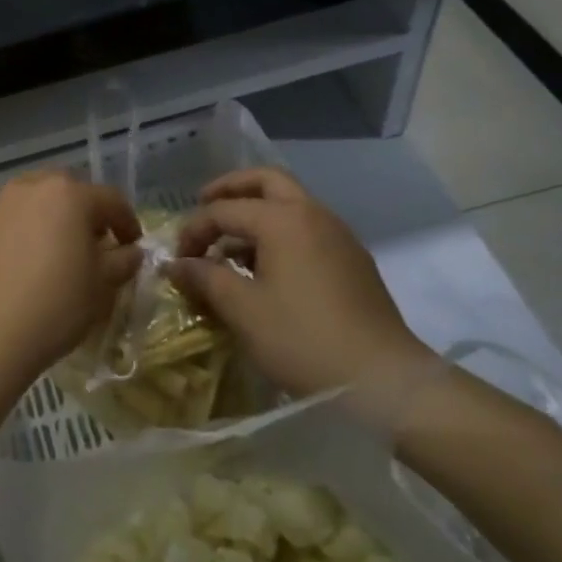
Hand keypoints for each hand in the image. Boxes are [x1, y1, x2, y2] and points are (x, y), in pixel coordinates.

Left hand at [0, 170, 141, 393]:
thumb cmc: (54, 308)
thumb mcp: (102, 288)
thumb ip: (122, 261)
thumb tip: (129, 251)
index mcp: (69, 195)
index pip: (111, 200)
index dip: (127, 222)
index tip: (132, 245)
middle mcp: (29, 186)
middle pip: (66, 192)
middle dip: (82, 213)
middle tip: (90, 244)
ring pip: (29, 200)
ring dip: (45, 217)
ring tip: (49, 249)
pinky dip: (11, 229)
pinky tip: (13, 257)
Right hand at [169, 168, 436, 403]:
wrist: (383, 380)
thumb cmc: (302, 340)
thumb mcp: (242, 310)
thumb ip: (205, 278)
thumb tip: (177, 265)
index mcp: (283, 220)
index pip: (224, 209)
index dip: (194, 230)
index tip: (178, 260)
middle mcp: (313, 215)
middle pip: (266, 181)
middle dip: (230, 189)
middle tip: (203, 204)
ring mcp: (339, 236)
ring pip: (290, 204)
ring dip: (256, 212)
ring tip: (229, 246)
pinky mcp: (352, 260)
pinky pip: (307, 229)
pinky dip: (279, 233)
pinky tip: (264, 269)